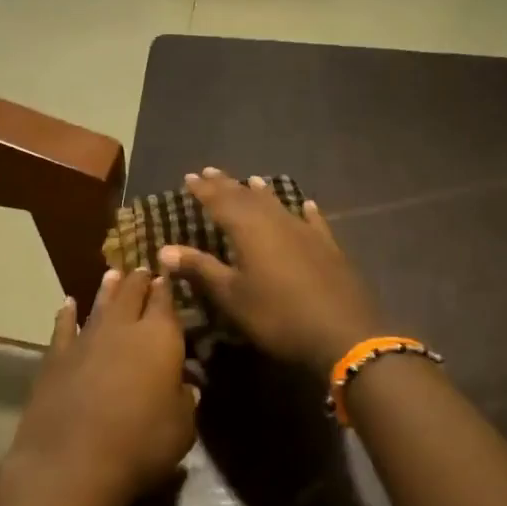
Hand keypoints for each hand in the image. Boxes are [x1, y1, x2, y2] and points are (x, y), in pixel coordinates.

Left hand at [1, 267, 197, 505]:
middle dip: (140, 281)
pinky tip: (68, 305)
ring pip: (100, 304)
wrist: (72, 461)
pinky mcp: (56, 357)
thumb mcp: (182, 428)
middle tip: (143, 271)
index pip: (166, 301)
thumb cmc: (140, 444)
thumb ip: (185, 400)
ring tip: (113, 275)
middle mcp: (123, 328)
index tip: (168, 275)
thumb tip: (186, 385)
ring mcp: (86, 339)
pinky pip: (64, 327)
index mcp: (160, 337)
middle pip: (132, 294)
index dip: (167, 287)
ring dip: (108, 289)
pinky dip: (67, 314)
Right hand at [158, 168, 386, 378]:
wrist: (342, 334)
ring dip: (262, 193)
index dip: (204, 190)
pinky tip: (306, 205)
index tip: (189, 177)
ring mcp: (306, 232)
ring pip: (279, 205)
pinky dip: (305, 212)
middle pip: (247, 198)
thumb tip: (164, 248)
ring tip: (251, 180)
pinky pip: (313, 222)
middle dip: (227, 185)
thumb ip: (200, 269)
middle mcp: (277, 222)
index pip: (220, 202)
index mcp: (249, 230)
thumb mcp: (232, 296)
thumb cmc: (277, 316)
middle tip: (211, 171)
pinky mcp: (329, 248)